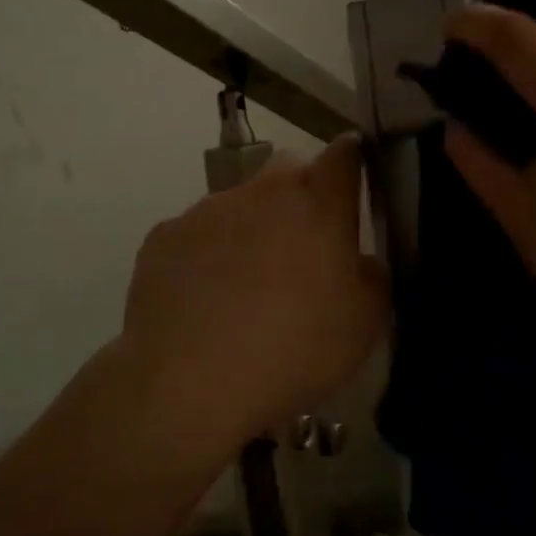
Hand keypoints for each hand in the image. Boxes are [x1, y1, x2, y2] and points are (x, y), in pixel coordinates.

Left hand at [120, 136, 387, 454]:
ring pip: (241, 204)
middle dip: (300, 197)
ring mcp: (208, 209)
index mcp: (318, 203)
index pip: (345, 154)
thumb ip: (371, 276)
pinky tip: (204, 301)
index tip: (352, 184)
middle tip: (302, 250)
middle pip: (288, 171)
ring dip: (251, 230)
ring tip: (245, 289)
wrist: (189, 381)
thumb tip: (358, 261)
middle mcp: (263, 191)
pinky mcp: (164, 235)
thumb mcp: (364, 324)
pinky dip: (206, 255)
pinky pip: (197, 234)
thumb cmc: (293, 349)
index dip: (351, 163)